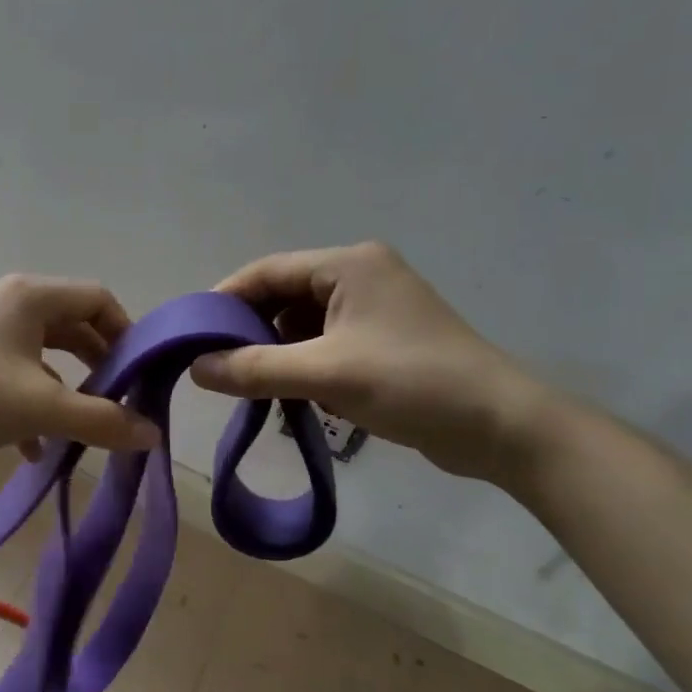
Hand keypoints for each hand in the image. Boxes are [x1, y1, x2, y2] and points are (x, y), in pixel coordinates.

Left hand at [0, 274, 160, 457]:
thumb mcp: (43, 408)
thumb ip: (102, 420)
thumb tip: (152, 434)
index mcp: (32, 297)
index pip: (98, 298)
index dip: (127, 333)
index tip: (141, 374)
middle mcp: (9, 303)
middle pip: (72, 326)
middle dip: (99, 365)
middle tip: (119, 401)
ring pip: (41, 355)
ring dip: (65, 390)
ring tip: (80, 429)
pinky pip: (12, 375)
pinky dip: (29, 405)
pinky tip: (32, 448)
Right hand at [190, 242, 551, 481]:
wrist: (500, 426)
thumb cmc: (411, 383)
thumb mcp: (324, 374)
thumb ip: (254, 368)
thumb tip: (195, 368)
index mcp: (349, 265)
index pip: (268, 271)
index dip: (225, 299)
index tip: (191, 333)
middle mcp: (361, 277)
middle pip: (284, 297)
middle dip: (251, 332)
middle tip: (216, 366)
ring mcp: (376, 311)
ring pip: (304, 326)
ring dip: (278, 354)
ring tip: (253, 387)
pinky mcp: (385, 342)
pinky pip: (327, 346)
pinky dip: (306, 367)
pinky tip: (297, 398)